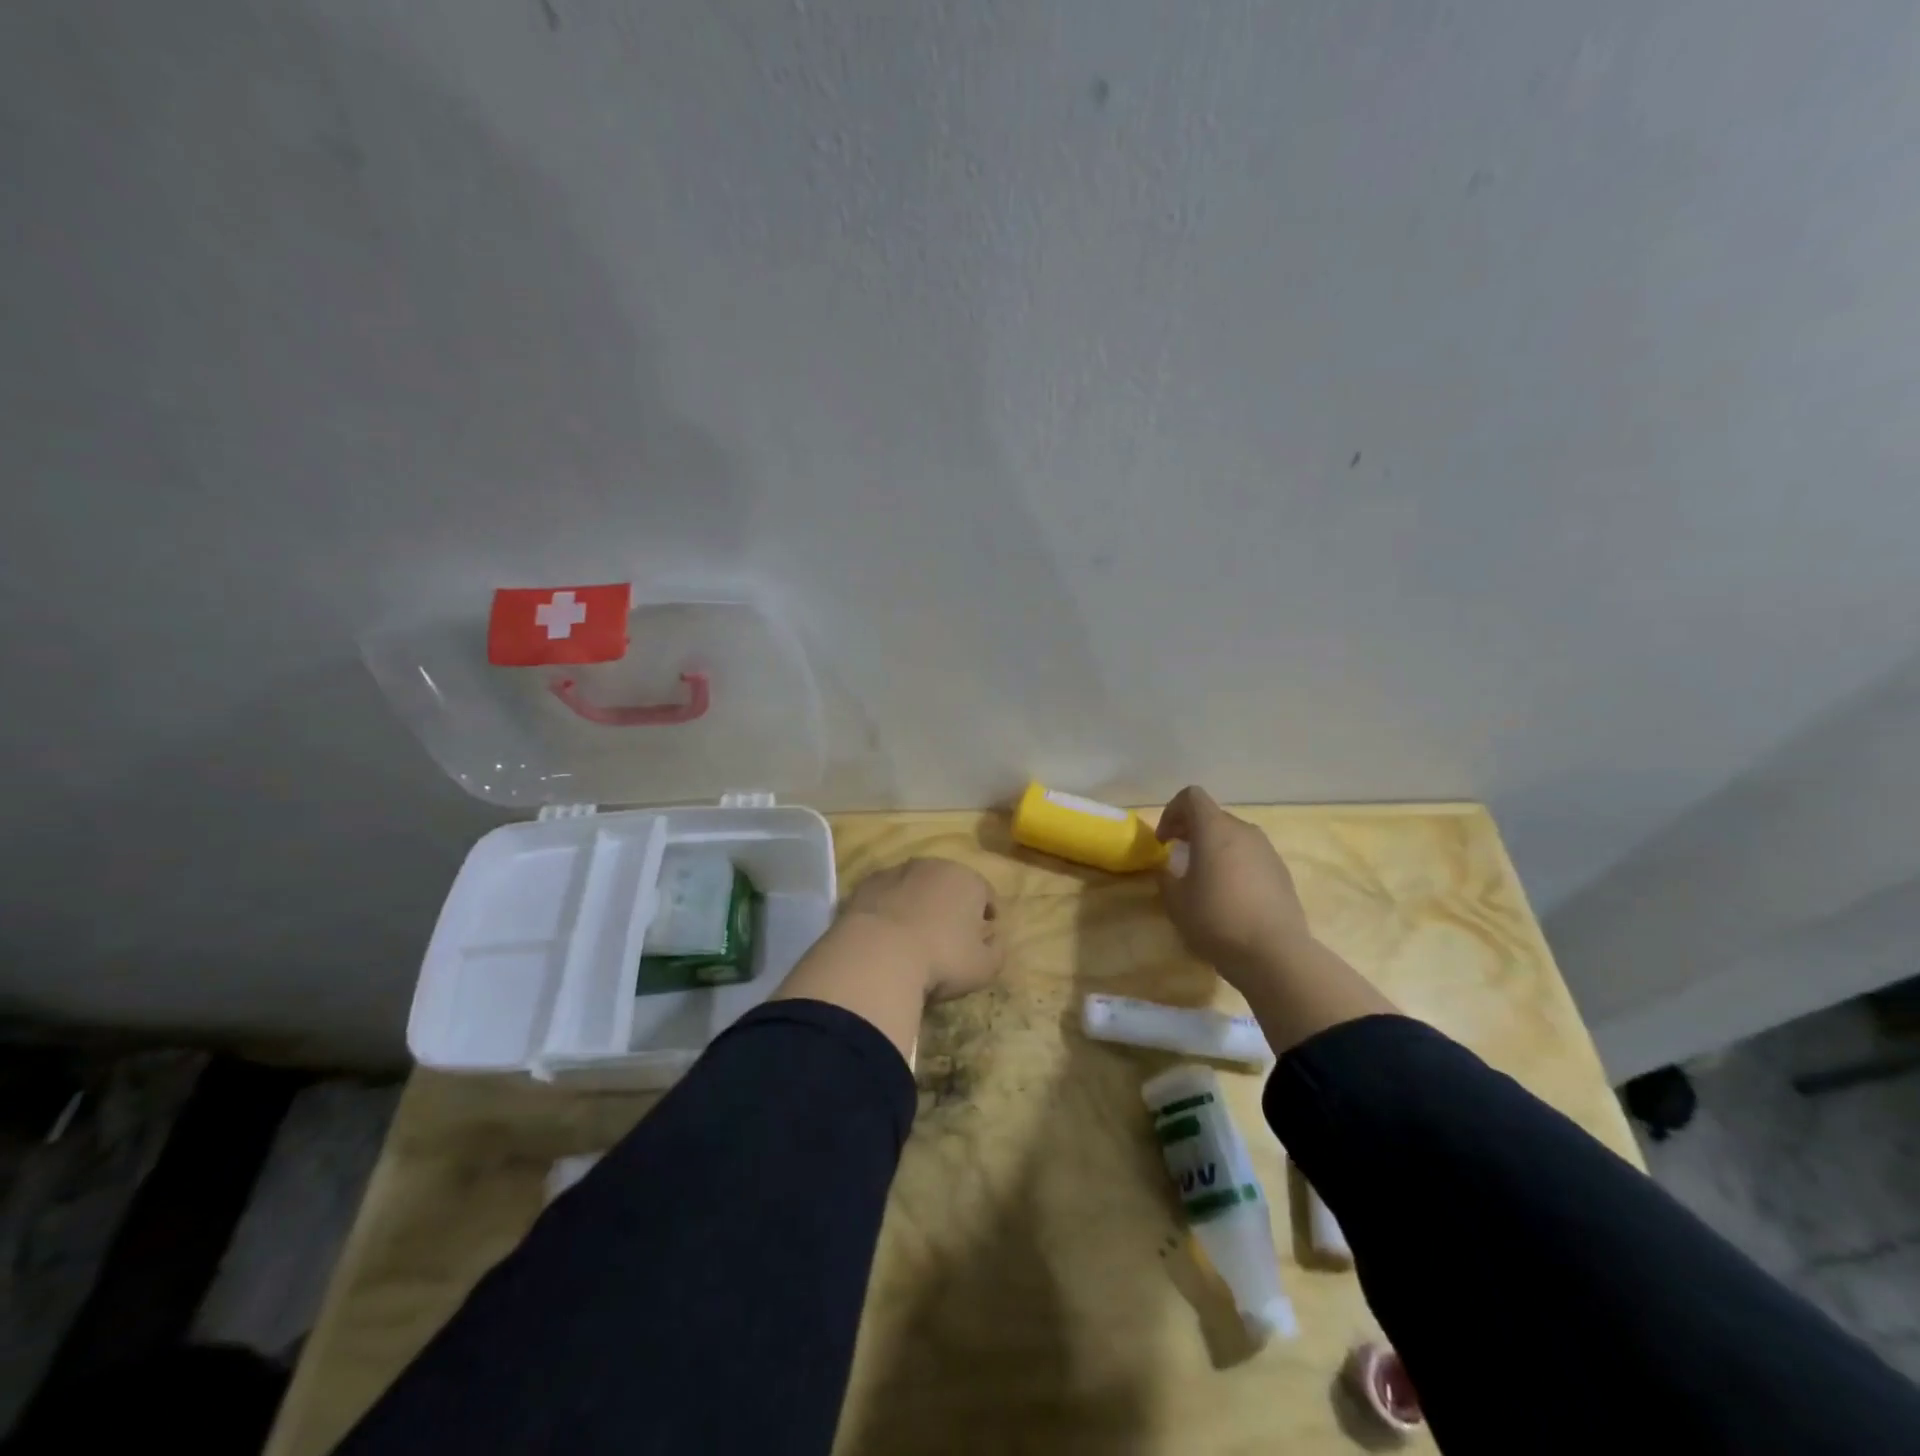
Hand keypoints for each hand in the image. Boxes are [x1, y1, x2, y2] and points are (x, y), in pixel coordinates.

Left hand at [841, 857, 1003, 1000]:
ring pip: (915, 886)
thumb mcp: (984, 967)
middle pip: (949, 884)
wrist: (877, 955)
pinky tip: (885, 936)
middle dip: (951, 905)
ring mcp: (896, 872)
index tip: (984, 936)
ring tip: (913, 937)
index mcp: (967, 879)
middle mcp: (933, 866)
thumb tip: (994, 939)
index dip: (987, 914)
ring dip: (918, 904)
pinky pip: (886, 896)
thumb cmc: (942, 959)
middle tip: (948, 936)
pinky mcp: (865, 885)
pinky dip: (889, 909)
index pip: (985, 893)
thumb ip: (997, 951)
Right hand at [1156, 786, 1310, 987]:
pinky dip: (1235, 864)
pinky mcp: (1282, 872)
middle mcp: (1244, 831)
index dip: (1172, 812)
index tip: (1164, 841)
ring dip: (1214, 848)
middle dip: (1191, 831)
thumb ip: (1166, 877)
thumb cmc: (1216, 920)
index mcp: (1215, 830)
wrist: (1274, 954)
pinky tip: (1230, 896)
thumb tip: (1167, 869)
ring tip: (1204, 878)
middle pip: (1213, 816)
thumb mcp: (1175, 901)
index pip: (1191, 797)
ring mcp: (1267, 851)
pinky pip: (1251, 856)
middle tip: (1178, 857)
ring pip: (1234, 836)